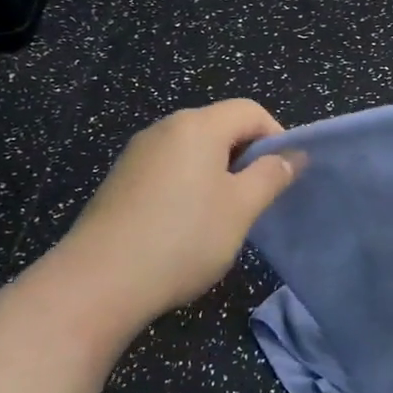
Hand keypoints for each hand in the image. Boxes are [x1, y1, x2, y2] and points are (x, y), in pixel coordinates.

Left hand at [64, 99, 300, 322]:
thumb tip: (292, 156)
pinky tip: (187, 227)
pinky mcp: (120, 181)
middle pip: (220, 127)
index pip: (250, 111)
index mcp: (197, 126)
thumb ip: (271, 175)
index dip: (276, 136)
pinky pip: (169, 170)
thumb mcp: (241, 208)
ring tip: (225, 217)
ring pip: (194, 151)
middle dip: (246, 157)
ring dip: (219, 174)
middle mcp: (165, 129)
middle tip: (258, 199)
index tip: (283, 175)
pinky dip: (189, 187)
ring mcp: (137, 154)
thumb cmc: (184, 237)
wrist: (99, 282)